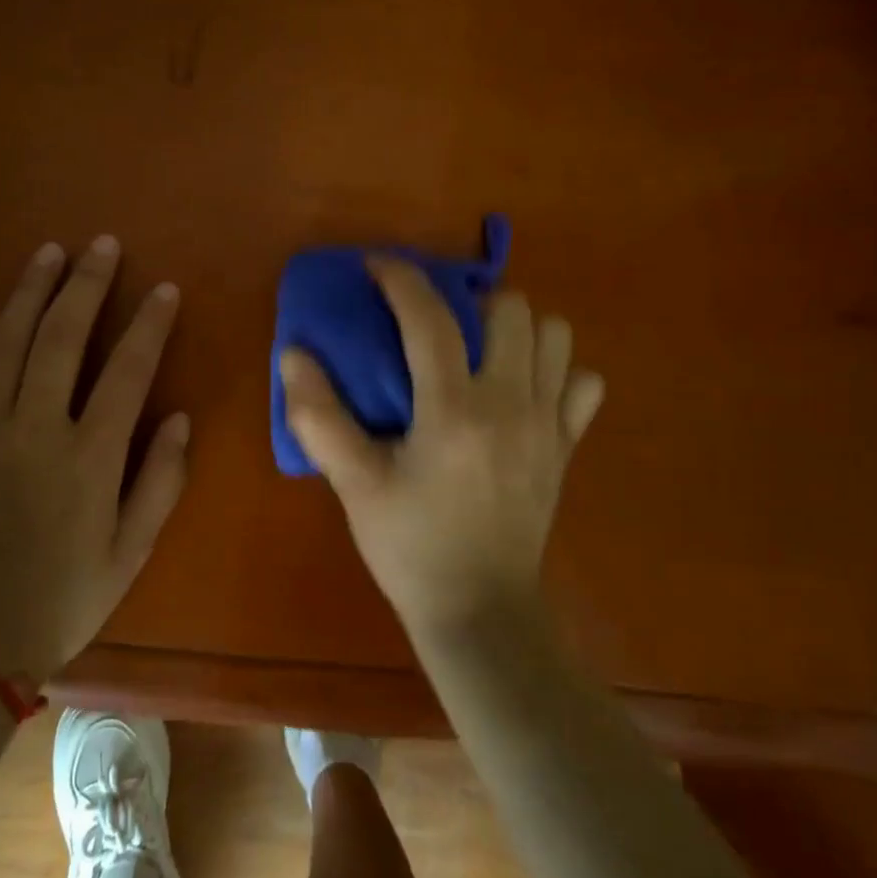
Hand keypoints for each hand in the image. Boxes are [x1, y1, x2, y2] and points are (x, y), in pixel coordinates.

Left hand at [0, 236, 189, 687]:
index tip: (165, 289)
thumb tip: (180, 416)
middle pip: (61, 339)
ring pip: (4, 344)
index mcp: (88, 458)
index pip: (127, 371)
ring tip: (49, 252)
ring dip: (29, 291)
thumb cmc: (65, 598)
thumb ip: (160, 481)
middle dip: (86, 285)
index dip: (149, 325)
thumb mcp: (132, 551)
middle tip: (103, 245)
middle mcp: (34, 431)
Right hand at [279, 258, 603, 639]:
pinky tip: (523, 392)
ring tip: (480, 350)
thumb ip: (319, 417)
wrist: (480, 611)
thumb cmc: (410, 546)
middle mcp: (511, 404)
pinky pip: (583, 384)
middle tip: (436, 325)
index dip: (401, 278)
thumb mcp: (354, 485)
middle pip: (510, 309)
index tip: (376, 266)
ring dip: (516, 329)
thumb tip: (294, 354)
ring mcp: (548, 424)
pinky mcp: (566, 447)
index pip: (430, 318)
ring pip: (555, 335)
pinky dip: (557, 373)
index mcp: (453, 410)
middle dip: (469, 301)